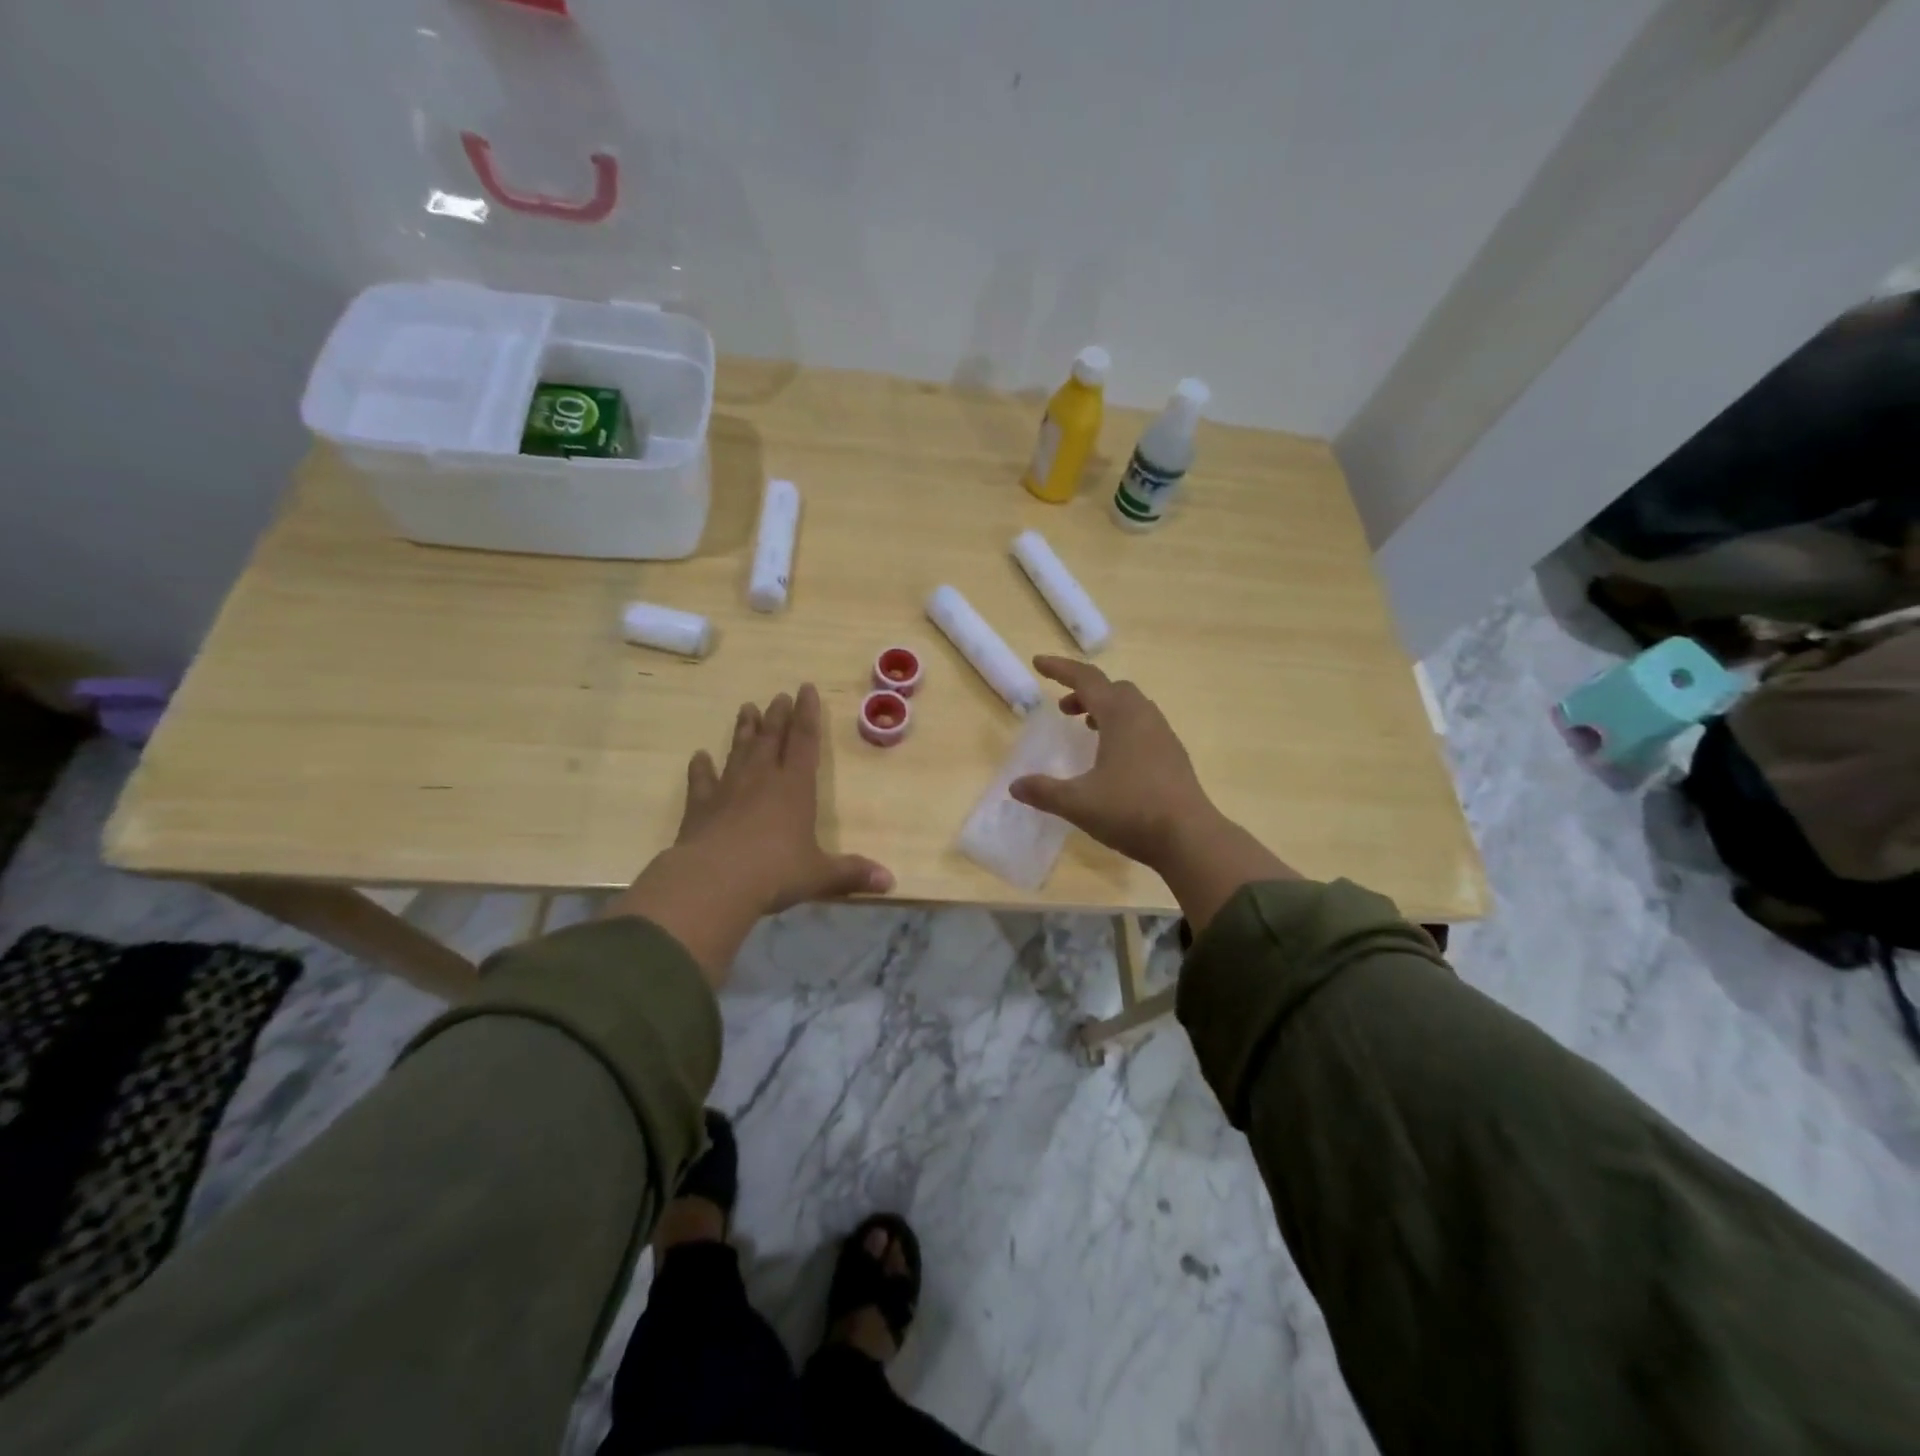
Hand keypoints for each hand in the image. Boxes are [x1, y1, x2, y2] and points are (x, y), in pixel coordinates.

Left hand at [673, 685, 893, 910]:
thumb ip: (851, 874)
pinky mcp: (700, 807)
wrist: (714, 881)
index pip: (805, 742)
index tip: (806, 689)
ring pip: (738, 751)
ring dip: (744, 730)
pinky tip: (699, 756)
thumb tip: (890, 881)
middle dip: (777, 716)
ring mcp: (728, 790)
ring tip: (746, 708)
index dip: (808, 715)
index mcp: (795, 788)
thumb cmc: (775, 873)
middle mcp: (762, 780)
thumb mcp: (819, 876)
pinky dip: (700, 768)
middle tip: (779, 695)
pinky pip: (701, 781)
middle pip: (771, 739)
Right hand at [1008, 656, 1216, 870]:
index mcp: (1119, 716)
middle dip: (1084, 691)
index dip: (1060, 669)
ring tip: (1087, 728)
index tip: (1038, 663)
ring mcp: (1163, 736)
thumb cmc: (1131, 810)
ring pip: (1131, 707)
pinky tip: (1114, 757)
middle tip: (1063, 709)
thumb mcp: (1078, 803)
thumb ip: (1044, 791)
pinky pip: (1144, 726)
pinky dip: (1122, 727)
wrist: (1189, 838)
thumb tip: (1015, 786)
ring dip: (1105, 709)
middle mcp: (1144, 717)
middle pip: (1112, 688)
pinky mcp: (1173, 756)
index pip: (1086, 679)